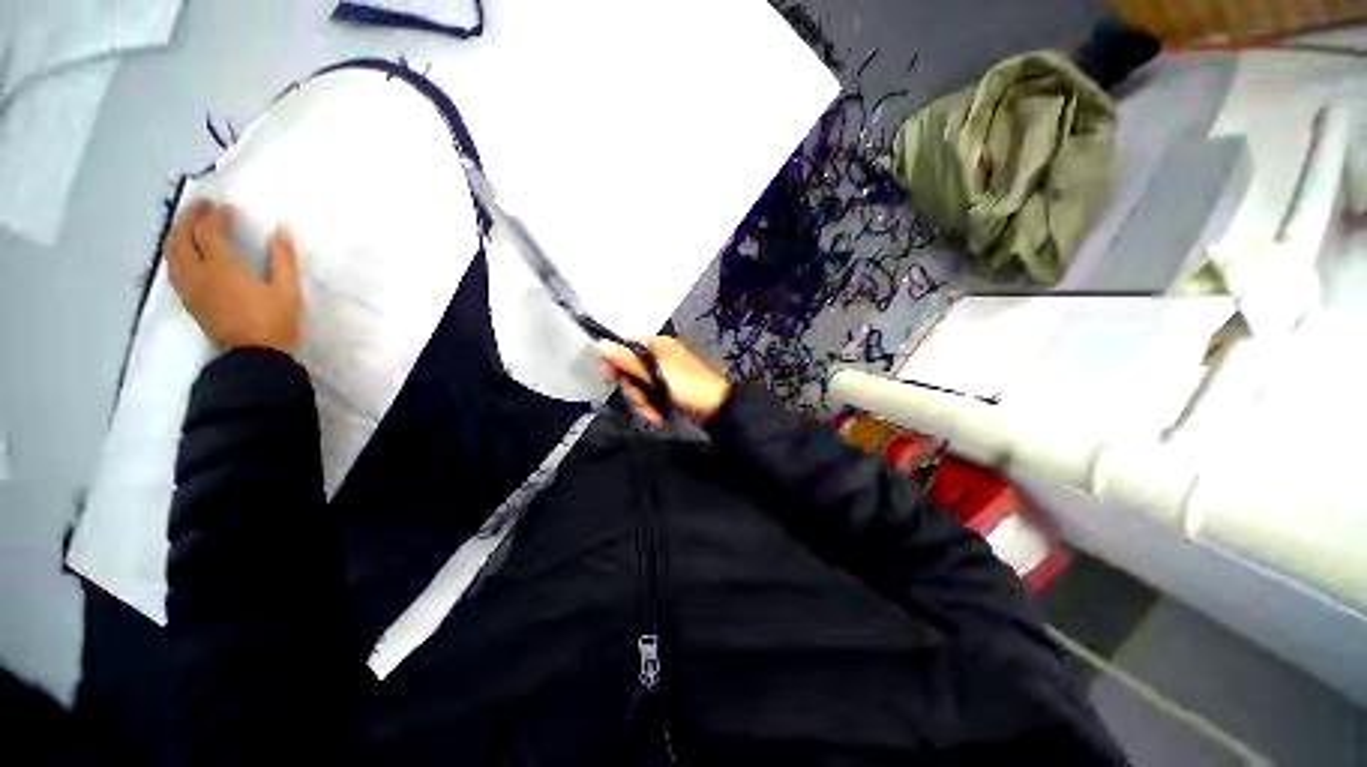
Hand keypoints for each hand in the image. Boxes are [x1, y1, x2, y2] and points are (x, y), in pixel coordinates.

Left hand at [167, 200, 302, 355]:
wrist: (255, 356)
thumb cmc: (275, 323)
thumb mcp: (288, 291)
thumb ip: (283, 259)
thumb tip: (281, 231)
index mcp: (223, 268)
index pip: (209, 231)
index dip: (216, 216)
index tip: (227, 208)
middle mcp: (199, 273)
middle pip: (182, 237)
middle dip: (190, 218)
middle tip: (203, 207)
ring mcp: (190, 287)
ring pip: (171, 252)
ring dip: (178, 233)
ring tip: (190, 226)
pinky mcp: (189, 300)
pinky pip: (173, 268)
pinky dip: (176, 252)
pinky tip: (186, 252)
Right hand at [599, 336, 730, 426]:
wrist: (716, 410)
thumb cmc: (687, 387)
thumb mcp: (656, 374)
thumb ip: (628, 361)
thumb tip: (600, 344)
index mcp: (658, 345)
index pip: (626, 347)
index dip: (616, 362)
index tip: (609, 378)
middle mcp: (659, 356)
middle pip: (630, 371)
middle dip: (634, 392)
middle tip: (643, 402)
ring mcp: (664, 375)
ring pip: (638, 387)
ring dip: (643, 404)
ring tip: (654, 415)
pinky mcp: (667, 391)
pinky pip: (649, 396)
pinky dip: (651, 408)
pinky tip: (659, 418)